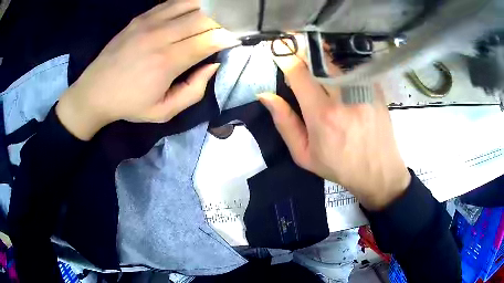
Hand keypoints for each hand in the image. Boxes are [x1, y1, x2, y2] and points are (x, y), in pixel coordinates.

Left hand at [56, 0, 240, 139]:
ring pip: (191, 4)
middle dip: (224, 20)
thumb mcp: (164, 111)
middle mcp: (161, 36)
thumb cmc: (129, 104)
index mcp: (168, 62)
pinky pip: (172, 2)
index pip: (210, 39)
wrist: (95, 91)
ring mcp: (149, 23)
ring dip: (210, 8)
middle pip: (204, 18)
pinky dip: (190, 3)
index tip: (237, 39)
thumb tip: (213, 65)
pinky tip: (197, 8)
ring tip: (218, 15)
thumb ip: (194, 91)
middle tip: (231, 26)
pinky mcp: (141, 17)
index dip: (228, 37)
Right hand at [258, 40, 410, 209]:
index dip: (286, 58)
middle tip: (294, 45)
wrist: (378, 171)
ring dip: (321, 55)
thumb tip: (265, 96)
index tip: (279, 50)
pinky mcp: (375, 88)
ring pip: (336, 60)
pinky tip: (336, 69)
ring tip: (314, 57)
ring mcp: (363, 90)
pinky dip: (340, 63)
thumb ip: (284, 123)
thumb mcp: (304, 155)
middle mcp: (343, 97)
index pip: (299, 73)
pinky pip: (353, 66)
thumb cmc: (339, 166)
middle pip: (318, 59)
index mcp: (322, 114)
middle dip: (303, 50)